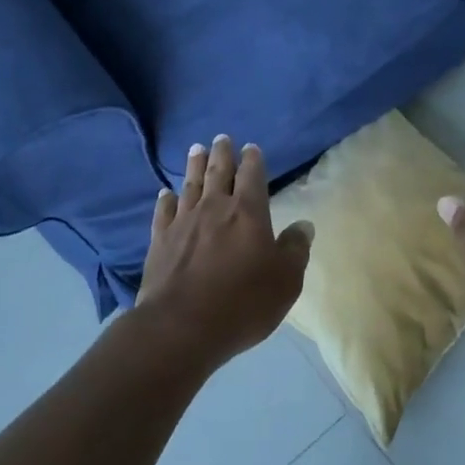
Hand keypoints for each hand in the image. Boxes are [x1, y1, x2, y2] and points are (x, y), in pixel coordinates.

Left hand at [137, 136, 313, 368]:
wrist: (181, 326)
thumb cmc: (243, 303)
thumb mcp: (285, 280)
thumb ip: (295, 249)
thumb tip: (304, 225)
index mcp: (248, 212)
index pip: (252, 176)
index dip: (253, 160)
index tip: (251, 148)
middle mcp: (214, 208)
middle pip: (218, 172)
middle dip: (222, 153)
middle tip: (221, 138)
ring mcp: (183, 222)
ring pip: (190, 184)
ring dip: (194, 165)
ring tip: (195, 148)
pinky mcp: (160, 240)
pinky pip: (164, 211)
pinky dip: (166, 199)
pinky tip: (166, 193)